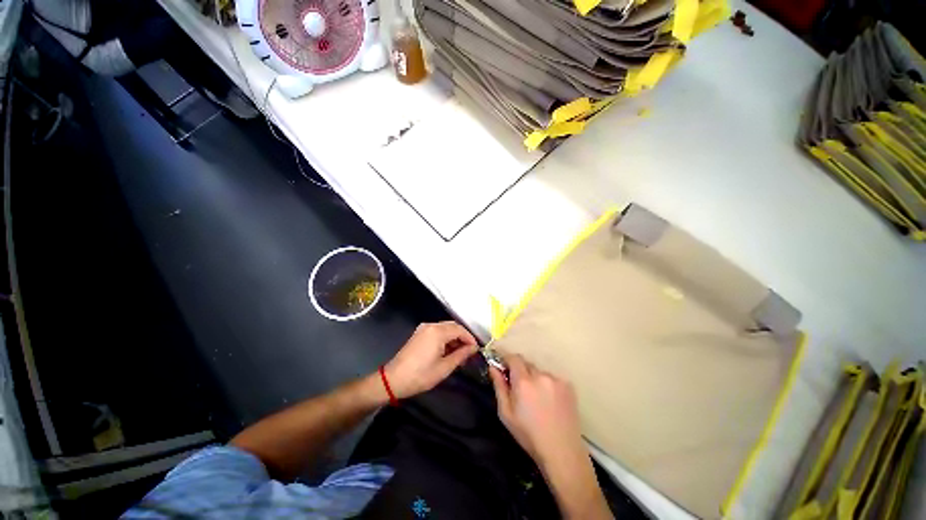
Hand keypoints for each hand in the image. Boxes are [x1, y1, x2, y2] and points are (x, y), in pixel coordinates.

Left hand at [383, 321, 477, 398]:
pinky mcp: (419, 333)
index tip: (476, 350)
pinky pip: (437, 331)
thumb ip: (461, 355)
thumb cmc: (421, 375)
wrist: (393, 379)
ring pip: (445, 328)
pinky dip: (445, 338)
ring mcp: (423, 328)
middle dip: (463, 337)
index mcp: (438, 332)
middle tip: (469, 352)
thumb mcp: (444, 367)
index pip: (460, 329)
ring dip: (454, 338)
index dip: (470, 338)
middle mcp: (431, 325)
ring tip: (460, 353)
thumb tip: (473, 348)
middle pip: (453, 326)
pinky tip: (448, 350)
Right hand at [490, 354, 612, 518]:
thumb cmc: (528, 434)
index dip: (506, 358)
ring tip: (536, 398)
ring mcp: (556, 379)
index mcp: (523, 381)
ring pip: (539, 371)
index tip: (502, 364)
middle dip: (520, 370)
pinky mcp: (568, 385)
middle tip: (518, 387)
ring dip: (534, 378)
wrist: (561, 451)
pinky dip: (547, 384)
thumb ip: (499, 386)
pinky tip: (549, 401)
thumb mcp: (506, 413)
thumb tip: (493, 367)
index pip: (513, 358)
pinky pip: (552, 378)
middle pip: (526, 363)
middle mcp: (540, 375)